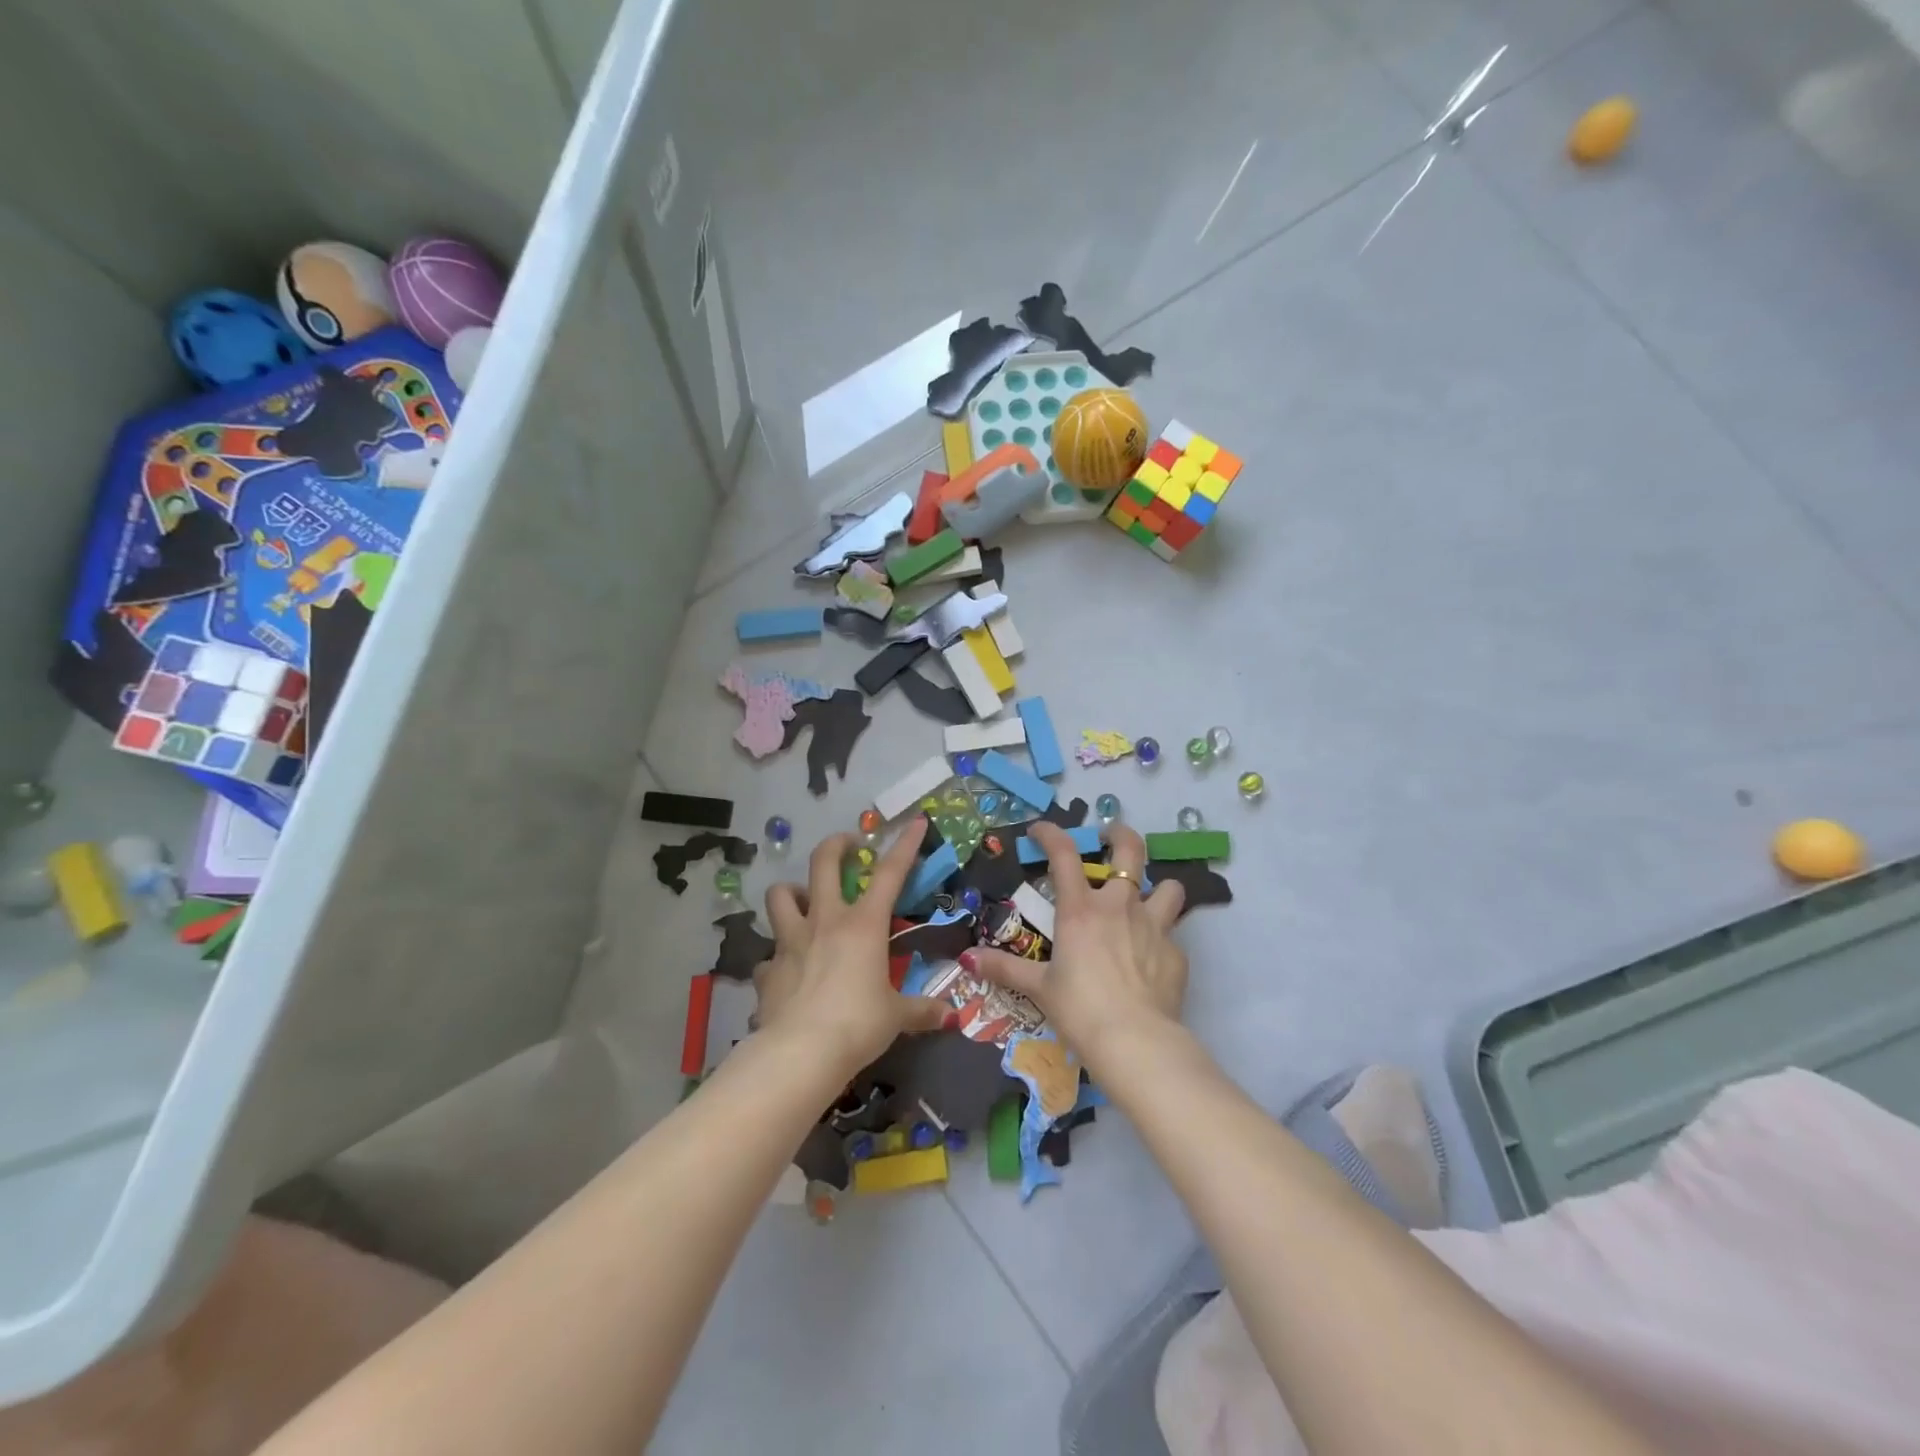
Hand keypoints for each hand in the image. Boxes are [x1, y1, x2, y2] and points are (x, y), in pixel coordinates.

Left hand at [753, 819, 949, 1078]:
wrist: (800, 1053)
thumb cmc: (858, 1024)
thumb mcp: (896, 1017)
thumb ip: (921, 1011)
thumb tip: (951, 1016)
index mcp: (863, 925)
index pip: (890, 873)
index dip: (906, 844)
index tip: (917, 821)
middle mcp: (825, 921)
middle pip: (823, 863)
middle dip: (836, 845)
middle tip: (848, 846)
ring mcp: (791, 941)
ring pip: (780, 895)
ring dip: (792, 892)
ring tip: (803, 901)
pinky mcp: (767, 969)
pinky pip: (769, 954)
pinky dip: (778, 957)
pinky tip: (787, 971)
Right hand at [965, 822, 1186, 1068]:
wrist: (1135, 1042)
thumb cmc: (1080, 1009)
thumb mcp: (1039, 987)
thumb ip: (1005, 968)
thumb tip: (968, 958)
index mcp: (1081, 909)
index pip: (1064, 853)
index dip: (1051, 833)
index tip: (1040, 830)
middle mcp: (1120, 906)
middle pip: (1130, 850)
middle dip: (1121, 834)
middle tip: (1111, 836)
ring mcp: (1154, 926)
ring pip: (1169, 887)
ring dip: (1158, 889)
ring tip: (1147, 900)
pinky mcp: (1176, 953)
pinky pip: (1171, 935)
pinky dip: (1161, 940)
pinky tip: (1151, 960)